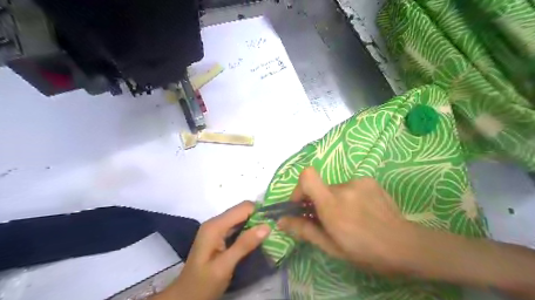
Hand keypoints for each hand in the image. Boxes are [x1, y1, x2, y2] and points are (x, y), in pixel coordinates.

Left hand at [155, 200, 271, 299]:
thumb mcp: (224, 266)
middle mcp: (215, 222)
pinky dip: (248, 230)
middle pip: (242, 211)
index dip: (260, 211)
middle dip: (259, 217)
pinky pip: (237, 227)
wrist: (185, 298)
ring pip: (241, 218)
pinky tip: (257, 238)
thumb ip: (244, 245)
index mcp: (215, 226)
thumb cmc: (203, 284)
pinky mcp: (219, 236)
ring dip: (255, 223)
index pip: (243, 208)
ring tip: (270, 233)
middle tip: (275, 229)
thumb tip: (267, 226)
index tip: (275, 221)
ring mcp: (216, 229)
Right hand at [278, 168, 414, 272]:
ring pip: (335, 188)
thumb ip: (304, 230)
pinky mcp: (370, 180)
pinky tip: (362, 211)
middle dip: (319, 202)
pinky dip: (349, 196)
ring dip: (336, 200)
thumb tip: (281, 220)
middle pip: (321, 187)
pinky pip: (350, 186)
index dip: (299, 188)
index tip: (302, 205)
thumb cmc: (365, 251)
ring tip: (351, 218)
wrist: (405, 245)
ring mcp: (359, 182)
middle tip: (330, 220)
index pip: (307, 176)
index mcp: (332, 205)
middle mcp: (344, 187)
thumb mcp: (331, 246)